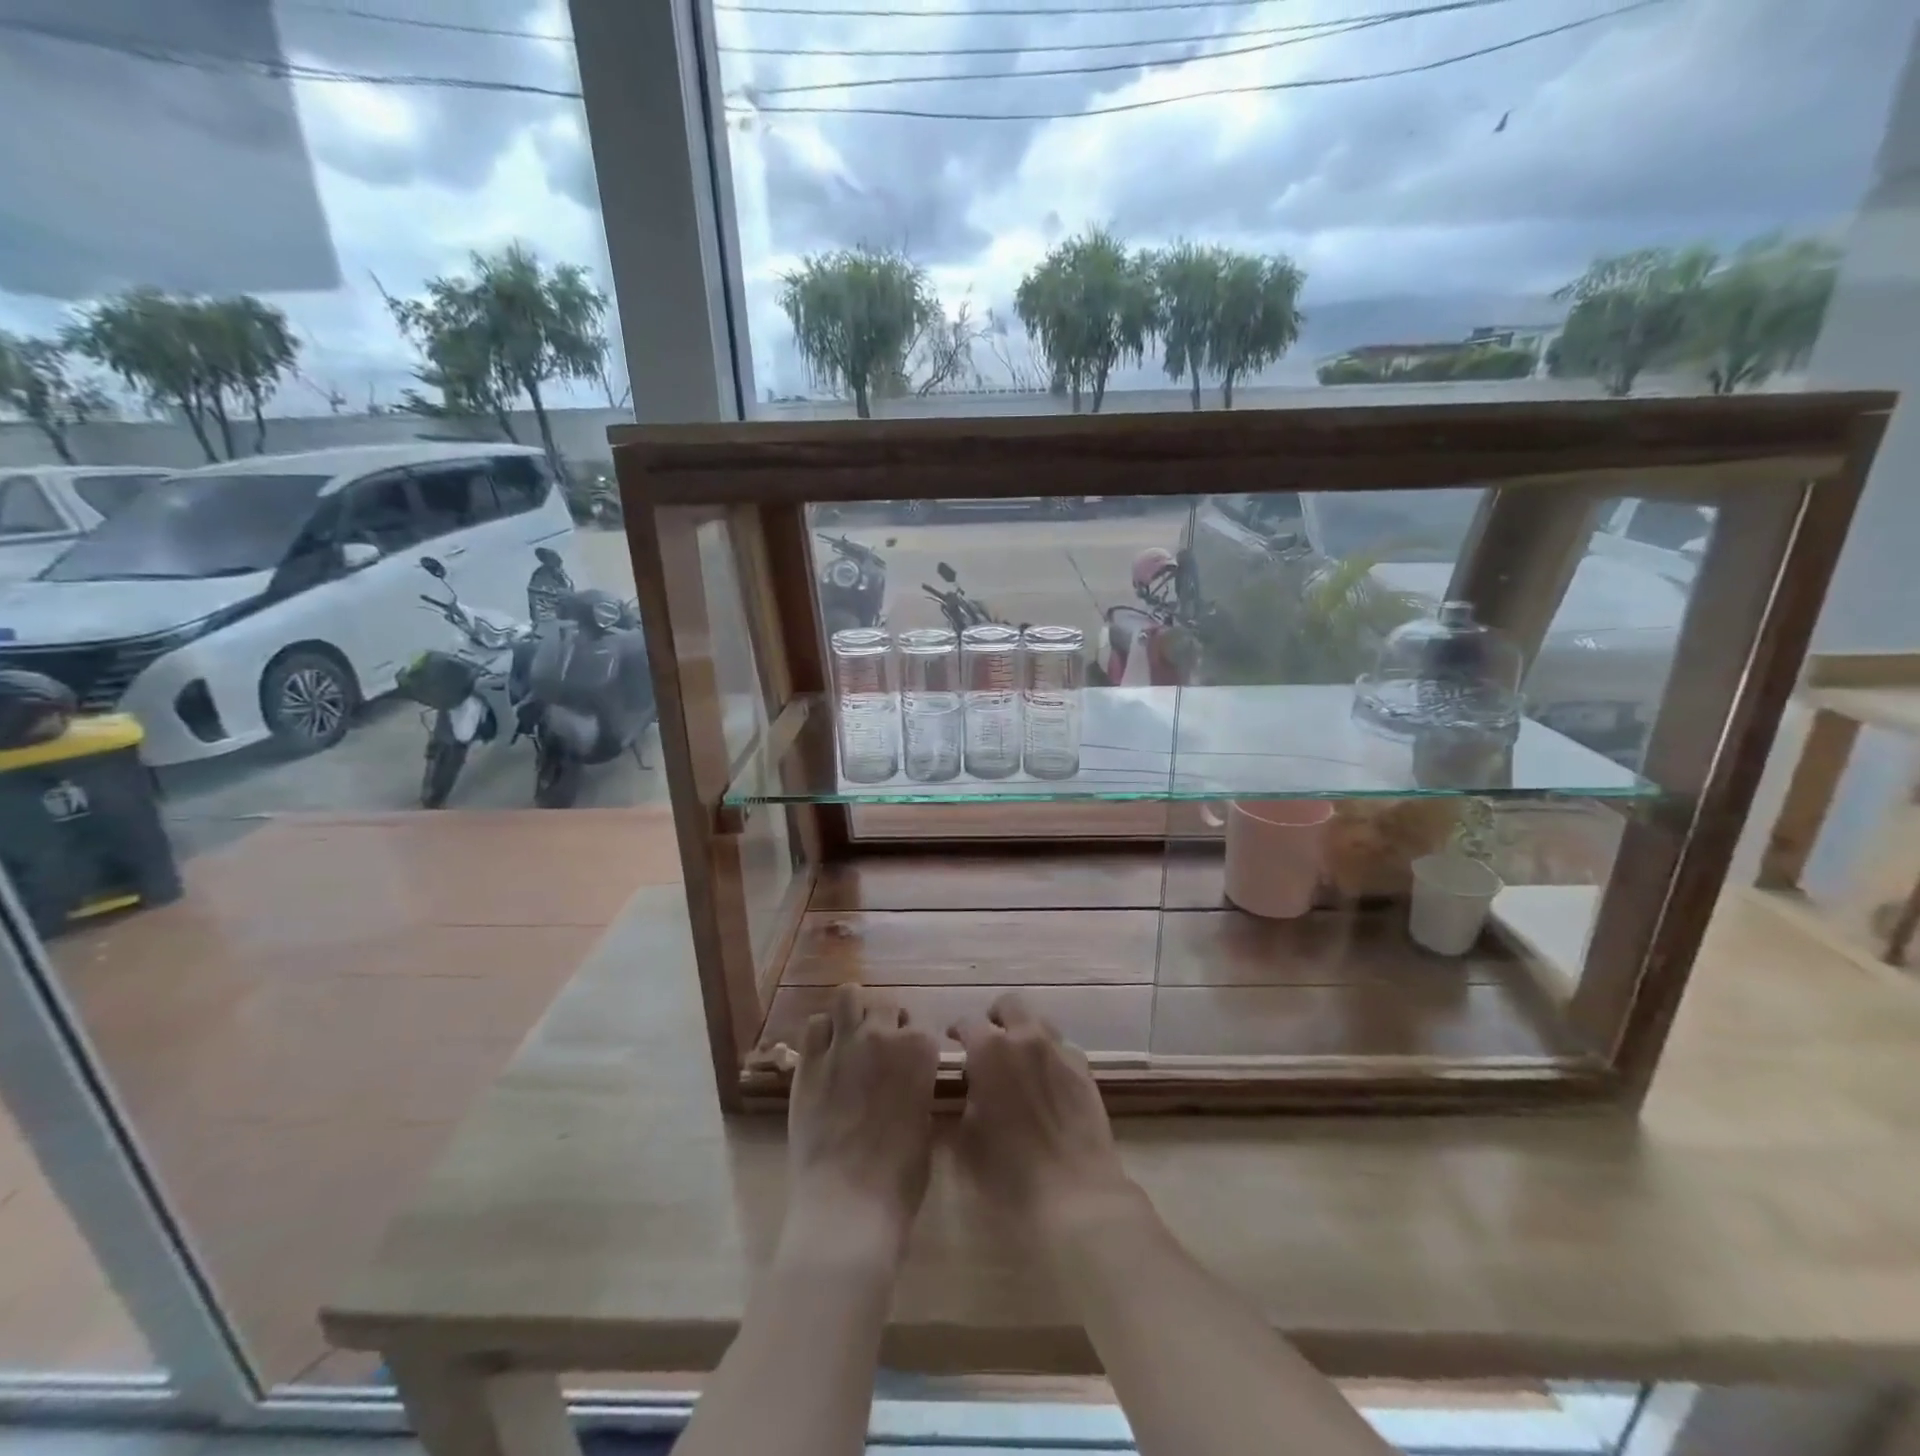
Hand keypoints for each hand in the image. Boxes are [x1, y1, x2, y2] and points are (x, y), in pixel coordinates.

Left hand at [786, 985, 938, 1264]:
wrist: (848, 1203)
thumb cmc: (900, 1178)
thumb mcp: (926, 1128)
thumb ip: (919, 1092)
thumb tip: (911, 1085)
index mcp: (920, 1050)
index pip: (923, 1026)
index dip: (917, 1045)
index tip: (913, 1063)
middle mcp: (882, 1035)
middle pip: (887, 1003)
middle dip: (888, 1020)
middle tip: (883, 1048)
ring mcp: (843, 1044)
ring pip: (848, 995)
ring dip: (854, 1011)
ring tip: (853, 1036)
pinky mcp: (808, 1062)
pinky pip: (815, 1025)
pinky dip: (823, 1033)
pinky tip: (826, 1054)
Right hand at [949, 994, 1146, 1250]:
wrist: (1073, 1193)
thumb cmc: (1007, 1172)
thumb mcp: (967, 1136)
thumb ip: (968, 1098)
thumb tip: (975, 1085)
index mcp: (990, 1050)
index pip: (968, 1023)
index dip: (957, 1030)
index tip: (953, 1041)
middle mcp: (1026, 1038)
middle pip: (1010, 1005)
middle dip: (996, 1017)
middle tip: (988, 1039)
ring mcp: (1060, 1051)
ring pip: (1040, 1022)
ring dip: (1025, 1032)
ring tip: (1019, 1059)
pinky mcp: (1085, 1070)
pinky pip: (1062, 1048)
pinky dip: (1049, 1055)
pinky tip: (1046, 1080)